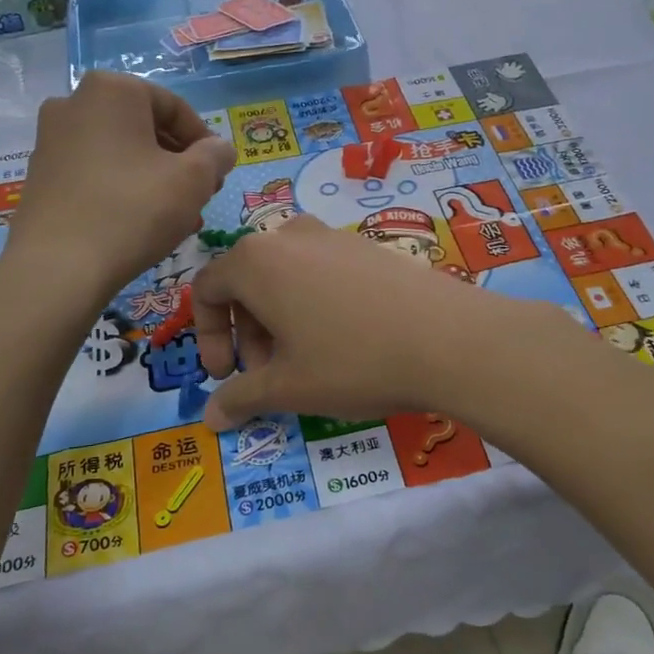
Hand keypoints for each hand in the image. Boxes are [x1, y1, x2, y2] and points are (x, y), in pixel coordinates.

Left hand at [14, 73, 236, 296]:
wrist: (58, 268)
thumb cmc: (134, 210)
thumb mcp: (194, 180)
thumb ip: (216, 155)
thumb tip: (219, 149)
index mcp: (112, 90)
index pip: (175, 108)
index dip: (205, 143)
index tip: (218, 175)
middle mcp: (73, 102)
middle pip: (145, 129)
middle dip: (178, 163)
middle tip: (200, 196)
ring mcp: (50, 140)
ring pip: (121, 154)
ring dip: (154, 180)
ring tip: (177, 218)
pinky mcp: (40, 176)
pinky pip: (95, 174)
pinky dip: (122, 191)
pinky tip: (141, 225)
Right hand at [192, 216, 547, 429]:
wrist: (448, 338)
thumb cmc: (351, 360)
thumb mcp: (288, 387)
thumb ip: (241, 397)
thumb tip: (211, 417)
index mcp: (255, 260)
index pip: (206, 289)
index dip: (208, 337)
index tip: (226, 375)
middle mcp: (290, 235)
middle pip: (247, 281)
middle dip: (247, 333)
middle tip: (267, 376)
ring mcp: (333, 236)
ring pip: (286, 276)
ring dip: (280, 320)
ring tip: (305, 362)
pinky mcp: (369, 246)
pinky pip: (322, 272)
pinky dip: (315, 304)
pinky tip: (346, 341)